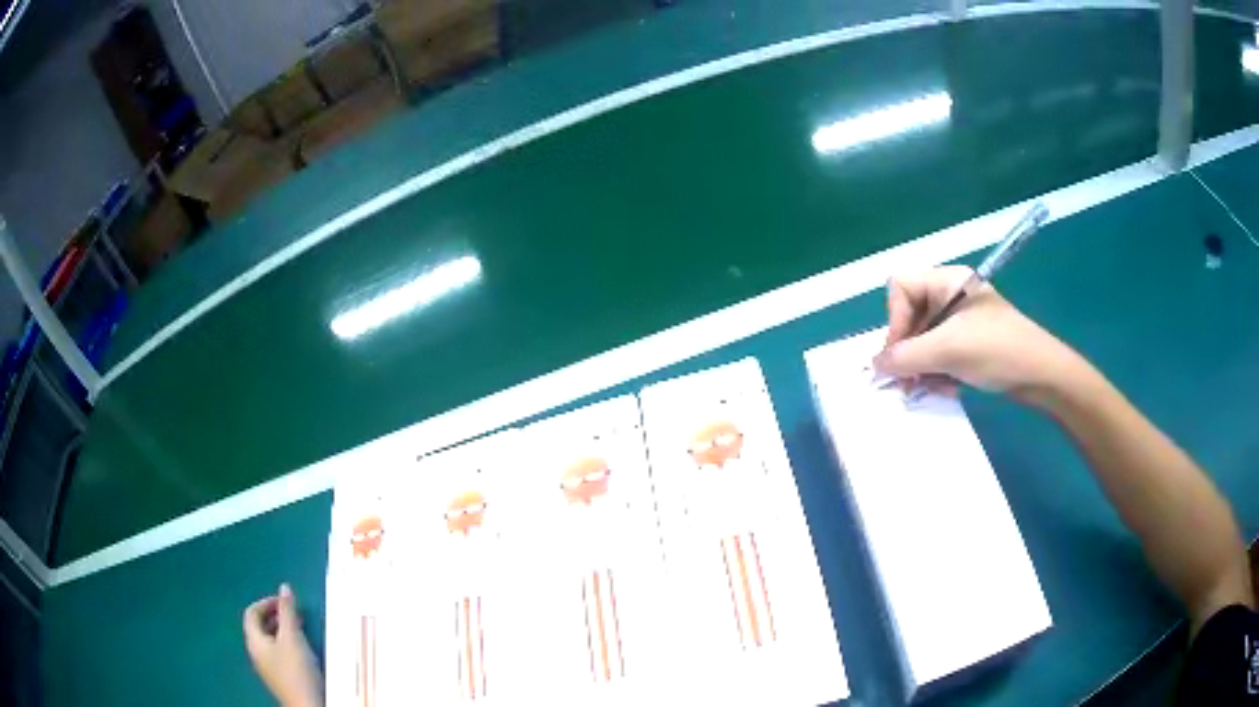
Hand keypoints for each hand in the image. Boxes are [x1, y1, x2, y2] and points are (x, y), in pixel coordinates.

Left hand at [243, 584, 322, 706]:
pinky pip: (278, 653)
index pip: (252, 613)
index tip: (286, 600)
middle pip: (260, 627)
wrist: (308, 706)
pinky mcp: (280, 678)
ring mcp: (267, 667)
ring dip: (283, 630)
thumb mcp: (293, 637)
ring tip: (301, 629)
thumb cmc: (296, 669)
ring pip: (271, 641)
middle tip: (294, 613)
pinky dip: (288, 644)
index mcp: (254, 640)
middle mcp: (256, 652)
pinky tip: (303, 650)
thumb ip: (287, 611)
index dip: (266, 602)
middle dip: (276, 616)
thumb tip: (284, 587)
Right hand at [873, 266, 1084, 403]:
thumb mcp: (947, 351)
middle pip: (910, 317)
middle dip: (908, 352)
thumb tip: (874, 365)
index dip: (895, 320)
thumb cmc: (996, 350)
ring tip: (930, 389)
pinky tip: (948, 389)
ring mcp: (961, 320)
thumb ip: (905, 356)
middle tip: (908, 383)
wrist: (1041, 375)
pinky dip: (938, 372)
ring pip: (924, 341)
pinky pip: (940, 353)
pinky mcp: (969, 343)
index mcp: (947, 281)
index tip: (901, 353)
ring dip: (923, 368)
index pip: (901, 287)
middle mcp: (950, 295)